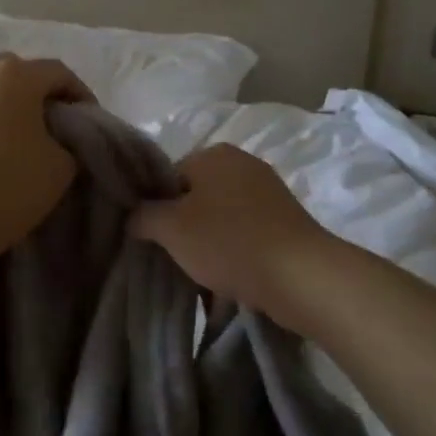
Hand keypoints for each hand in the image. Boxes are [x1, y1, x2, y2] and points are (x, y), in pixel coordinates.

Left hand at [0, 54, 93, 262]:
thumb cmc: (9, 184)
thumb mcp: (61, 167)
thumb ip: (67, 143)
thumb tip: (54, 142)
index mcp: (15, 75)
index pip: (58, 72)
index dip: (79, 94)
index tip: (89, 121)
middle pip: (17, 72)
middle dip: (38, 93)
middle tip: (52, 124)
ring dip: (5, 106)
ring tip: (16, 138)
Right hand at [130, 143, 337, 330]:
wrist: (301, 275)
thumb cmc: (228, 241)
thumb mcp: (171, 228)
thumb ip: (143, 216)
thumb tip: (134, 216)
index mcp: (214, 154)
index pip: (169, 176)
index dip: (157, 208)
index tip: (155, 239)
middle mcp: (242, 164)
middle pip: (196, 197)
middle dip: (184, 229)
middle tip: (175, 259)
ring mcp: (269, 193)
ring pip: (221, 219)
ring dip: (209, 245)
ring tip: (202, 277)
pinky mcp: (286, 222)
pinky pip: (246, 235)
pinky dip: (235, 254)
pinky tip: (230, 281)